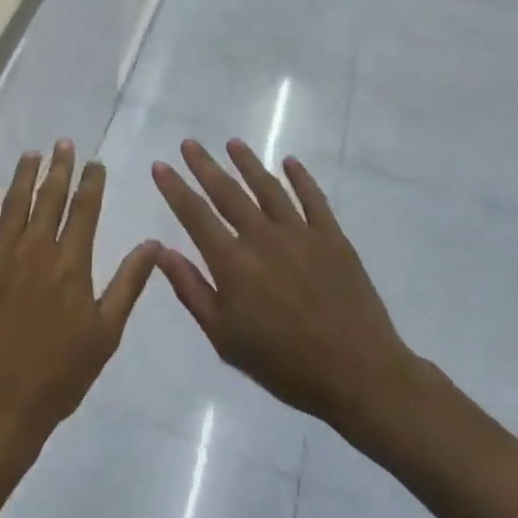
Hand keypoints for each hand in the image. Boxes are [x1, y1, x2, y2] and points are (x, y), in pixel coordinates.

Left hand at [0, 142, 158, 464]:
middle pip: (49, 197)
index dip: (91, 182)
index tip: (94, 162)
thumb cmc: (59, 373)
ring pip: (13, 203)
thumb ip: (128, 283)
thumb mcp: (106, 332)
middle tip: (62, 143)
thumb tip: (153, 243)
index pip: (84, 209)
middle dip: (59, 167)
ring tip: (32, 154)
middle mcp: (36, 249)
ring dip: (24, 176)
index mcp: (71, 263)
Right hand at [151, 140, 438, 444]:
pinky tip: (290, 162)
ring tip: (233, 143)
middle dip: (205, 166)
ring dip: (248, 163)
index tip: (160, 165)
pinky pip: (313, 198)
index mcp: (232, 263)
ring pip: (268, 187)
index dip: (175, 188)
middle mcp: (262, 237)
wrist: (358, 374)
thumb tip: (162, 251)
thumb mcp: (224, 338)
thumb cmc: (284, 365)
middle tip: (189, 143)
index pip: (195, 215)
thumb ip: (191, 290)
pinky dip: (301, 177)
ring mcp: (300, 233)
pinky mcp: (332, 237)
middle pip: (227, 192)